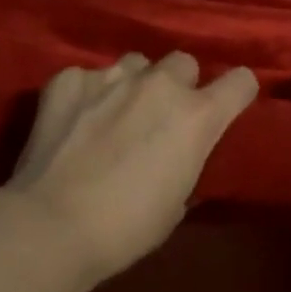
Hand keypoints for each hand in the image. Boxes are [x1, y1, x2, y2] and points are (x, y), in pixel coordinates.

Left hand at [7, 52, 257, 280]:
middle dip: (178, 84)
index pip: (241, 81)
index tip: (227, 105)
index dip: (237, 92)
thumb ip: (185, 162)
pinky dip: (85, 95)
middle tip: (159, 116)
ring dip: (133, 84)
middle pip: (184, 62)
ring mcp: (112, 76)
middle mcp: (160, 84)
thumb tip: (177, 156)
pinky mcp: (69, 79)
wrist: (50, 226)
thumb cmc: (125, 229)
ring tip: (112, 114)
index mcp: (197, 116)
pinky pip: (87, 77)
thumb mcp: (176, 203)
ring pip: (136, 63)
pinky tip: (72, 122)